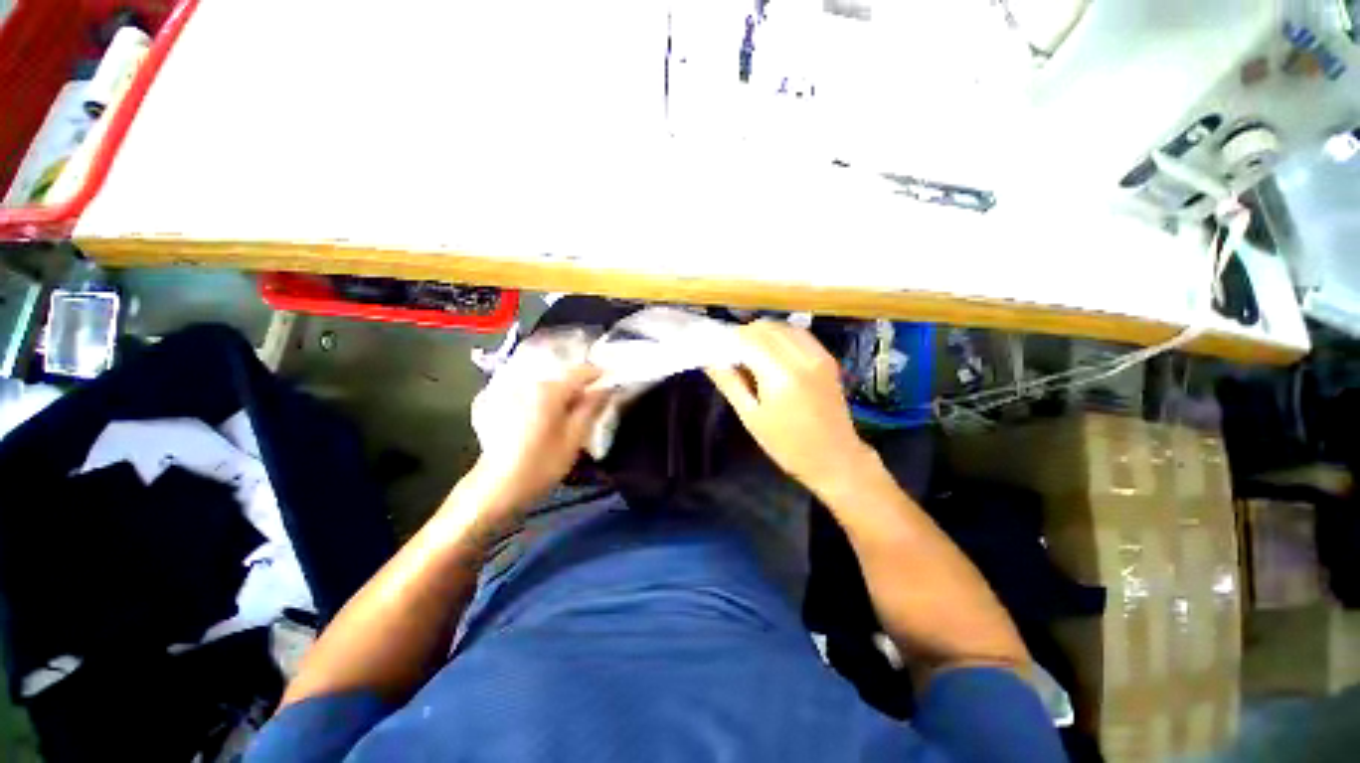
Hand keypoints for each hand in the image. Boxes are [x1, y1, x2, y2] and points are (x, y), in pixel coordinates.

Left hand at [467, 364, 610, 515]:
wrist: (495, 488)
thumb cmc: (540, 465)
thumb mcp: (574, 438)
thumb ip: (592, 408)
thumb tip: (607, 388)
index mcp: (549, 390)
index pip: (582, 371)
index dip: (601, 376)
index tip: (613, 386)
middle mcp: (529, 383)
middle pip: (564, 377)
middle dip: (582, 387)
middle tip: (595, 405)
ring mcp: (512, 391)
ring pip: (549, 385)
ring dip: (564, 395)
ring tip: (574, 413)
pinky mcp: (501, 403)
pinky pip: (533, 393)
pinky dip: (547, 400)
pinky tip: (549, 418)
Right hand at [706, 321, 873, 493]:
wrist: (835, 458)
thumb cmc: (787, 445)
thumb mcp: (751, 417)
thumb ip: (729, 383)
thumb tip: (709, 360)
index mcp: (781, 375)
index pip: (748, 339)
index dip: (728, 340)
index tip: (716, 351)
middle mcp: (802, 357)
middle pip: (765, 328)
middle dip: (743, 335)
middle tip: (731, 356)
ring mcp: (818, 355)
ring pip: (782, 327)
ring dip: (762, 334)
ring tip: (750, 355)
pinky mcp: (827, 358)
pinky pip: (798, 334)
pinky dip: (780, 337)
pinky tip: (772, 354)